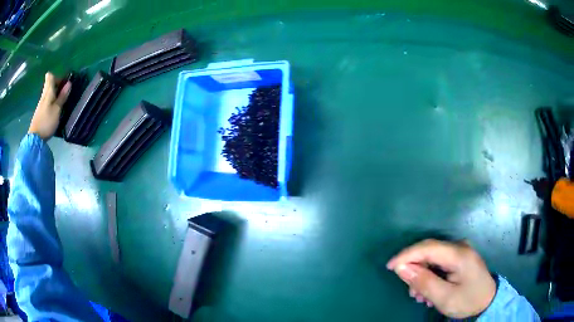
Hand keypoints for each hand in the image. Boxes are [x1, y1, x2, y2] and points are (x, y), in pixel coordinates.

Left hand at [28, 73, 70, 140]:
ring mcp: (40, 104)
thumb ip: (62, 96)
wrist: (35, 139)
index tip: (62, 83)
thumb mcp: (57, 109)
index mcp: (48, 91)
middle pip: (49, 84)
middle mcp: (43, 95)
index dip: (57, 77)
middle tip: (64, 93)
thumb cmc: (47, 122)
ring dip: (54, 95)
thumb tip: (69, 83)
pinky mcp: (40, 112)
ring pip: (48, 93)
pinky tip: (54, 110)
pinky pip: (46, 102)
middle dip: (57, 86)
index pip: (50, 76)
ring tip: (60, 103)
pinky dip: (51, 103)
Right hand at [386, 239, 495, 318]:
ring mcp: (459, 251)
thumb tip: (401, 268)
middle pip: (428, 252)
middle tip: (410, 291)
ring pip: (431, 258)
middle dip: (414, 270)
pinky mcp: (459, 258)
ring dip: (421, 275)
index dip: (406, 255)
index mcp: (458, 254)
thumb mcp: (444, 297)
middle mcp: (459, 247)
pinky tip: (428, 291)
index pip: (427, 247)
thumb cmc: (468, 300)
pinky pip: (438, 262)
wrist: (487, 301)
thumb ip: (424, 282)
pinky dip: (429, 276)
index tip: (390, 267)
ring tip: (420, 296)